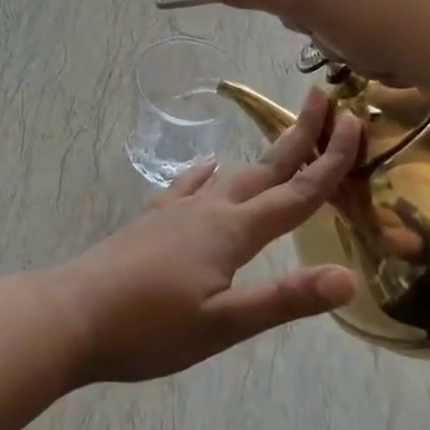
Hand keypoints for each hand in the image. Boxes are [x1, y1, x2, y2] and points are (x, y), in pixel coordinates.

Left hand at [53, 90, 362, 383]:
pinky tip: (206, 166)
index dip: (330, 162)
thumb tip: (348, 276)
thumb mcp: (223, 324)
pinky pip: (186, 187)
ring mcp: (176, 211)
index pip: (296, 193)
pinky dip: (204, 174)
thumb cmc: (150, 327)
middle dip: (299, 138)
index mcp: (231, 231)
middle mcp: (208, 210)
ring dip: (261, 156)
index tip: (356, 123)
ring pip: (230, 175)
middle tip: (323, 102)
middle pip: (265, 169)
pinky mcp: (152, 221)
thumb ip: (284, 299)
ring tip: (280, 138)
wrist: (73, 314)